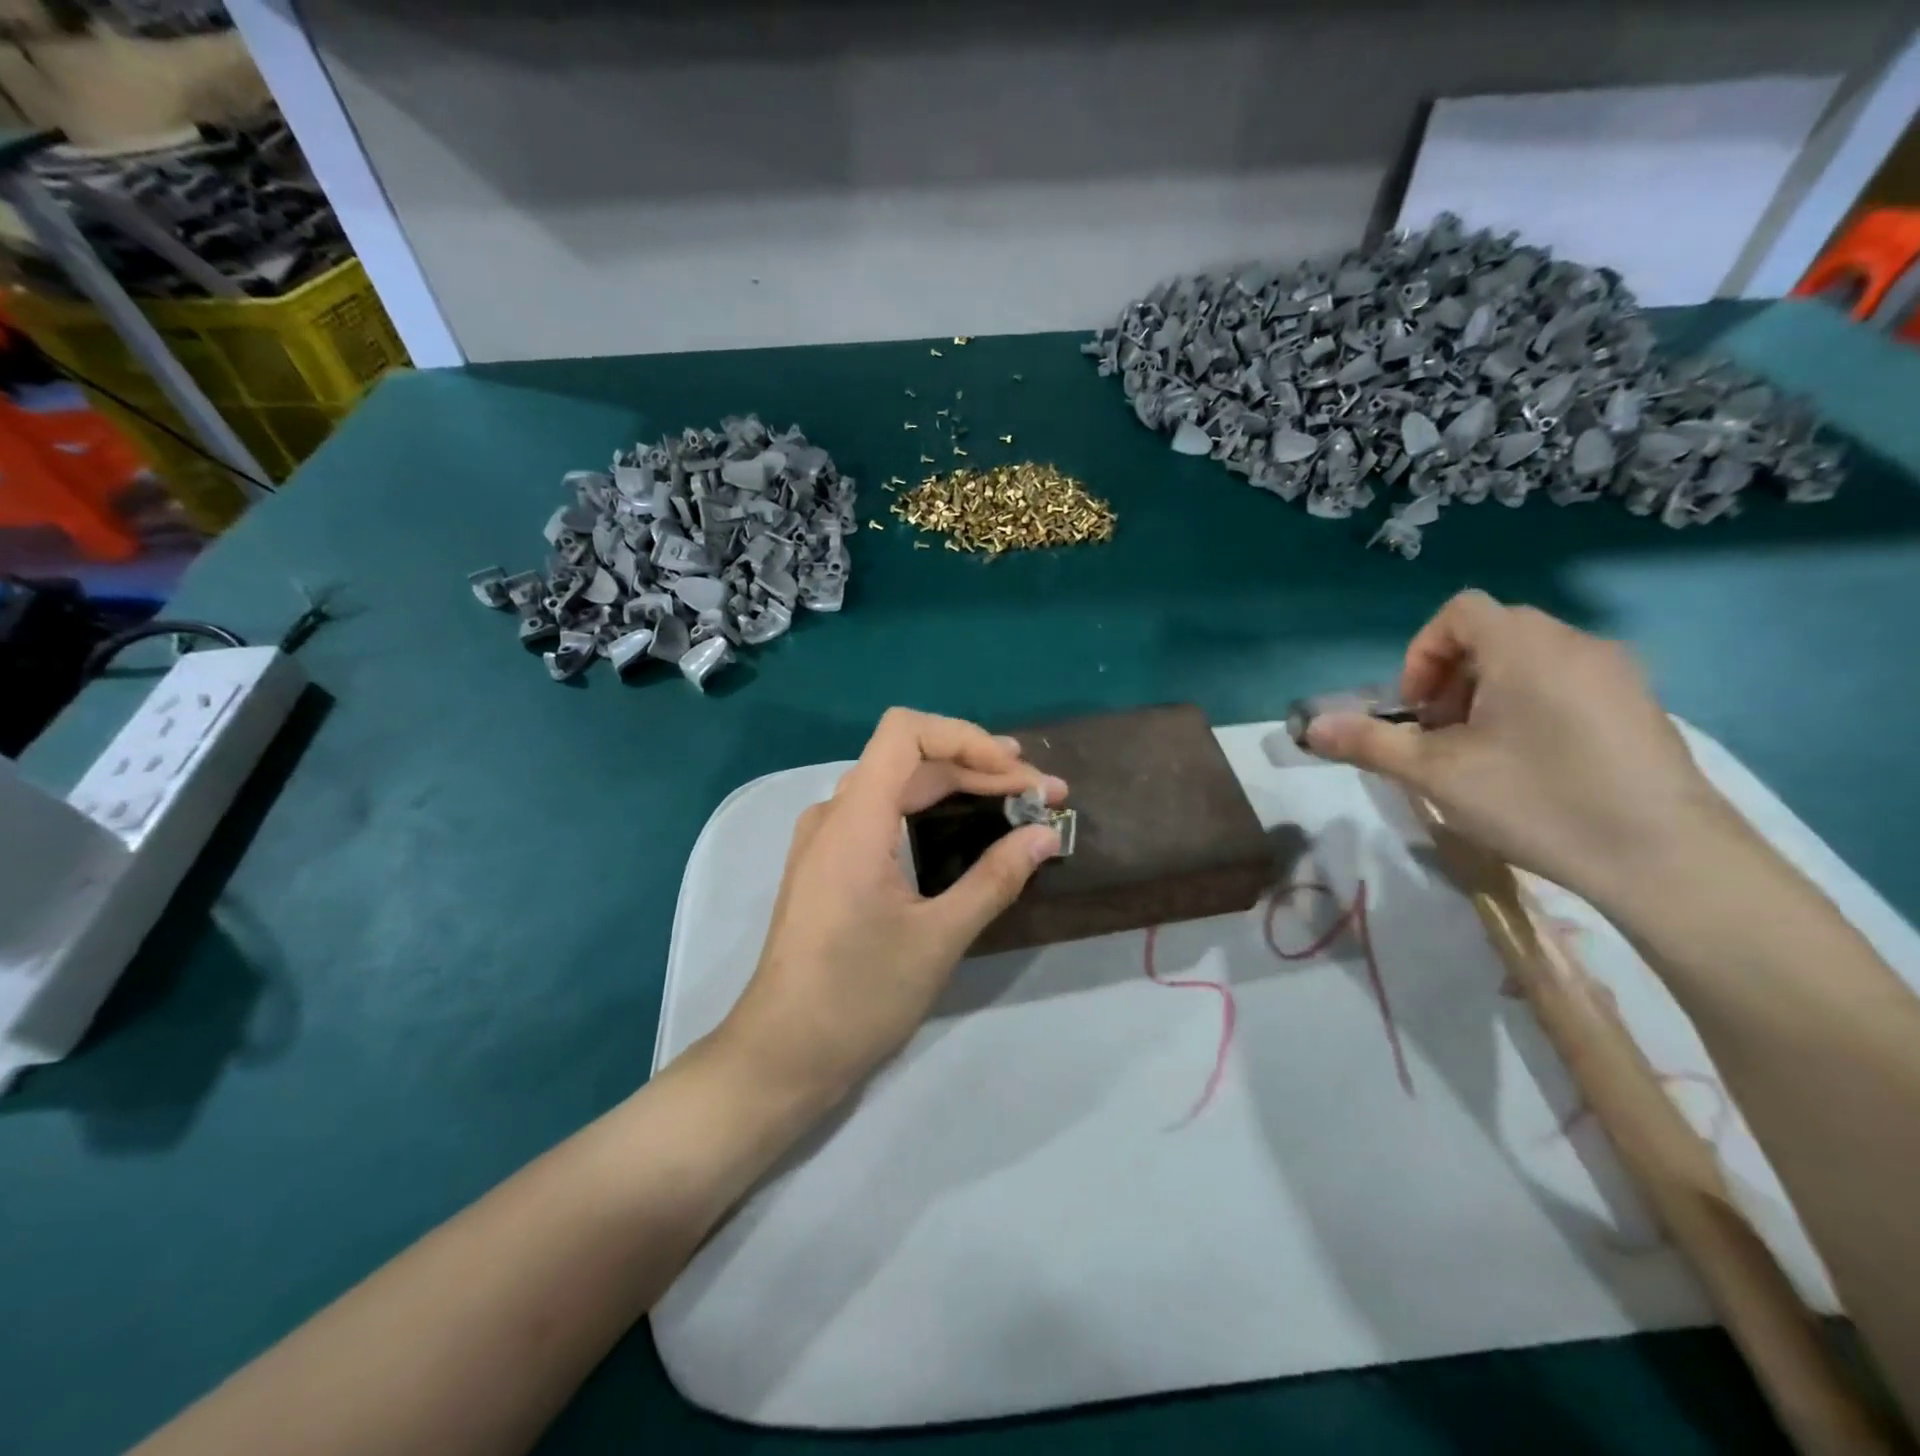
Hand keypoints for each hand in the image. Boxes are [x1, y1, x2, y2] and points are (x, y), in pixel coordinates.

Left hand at [712, 708, 1065, 1116]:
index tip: (1018, 774)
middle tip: (1041, 794)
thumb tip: (1046, 835)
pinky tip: (964, 828)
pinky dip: (929, 811)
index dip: (967, 738)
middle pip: (910, 758)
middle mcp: (834, 814)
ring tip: (1015, 801)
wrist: (782, 1054)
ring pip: (897, 785)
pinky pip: (882, 813)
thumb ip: (995, 878)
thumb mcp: (939, 939)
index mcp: (854, 820)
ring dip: (957, 786)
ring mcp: (825, 838)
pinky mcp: (827, 863)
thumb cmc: (858, 997)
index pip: (906, 732)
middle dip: (979, 767)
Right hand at [1303, 590, 1738, 910]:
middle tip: (1439, 734)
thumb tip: (1311, 728)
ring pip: (1530, 660)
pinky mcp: (1642, 707)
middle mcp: (1576, 644)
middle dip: (1449, 678)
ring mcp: (1618, 674)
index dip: (1421, 653)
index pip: (1459, 612)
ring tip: (1480, 753)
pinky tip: (1532, 766)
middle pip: (1493, 635)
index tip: (1415, 709)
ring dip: (1487, 694)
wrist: (1666, 858)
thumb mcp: (1436, 774)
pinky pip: (1567, 683)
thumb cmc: (1538, 800)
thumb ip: (1369, 743)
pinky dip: (1530, 706)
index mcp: (1525, 646)